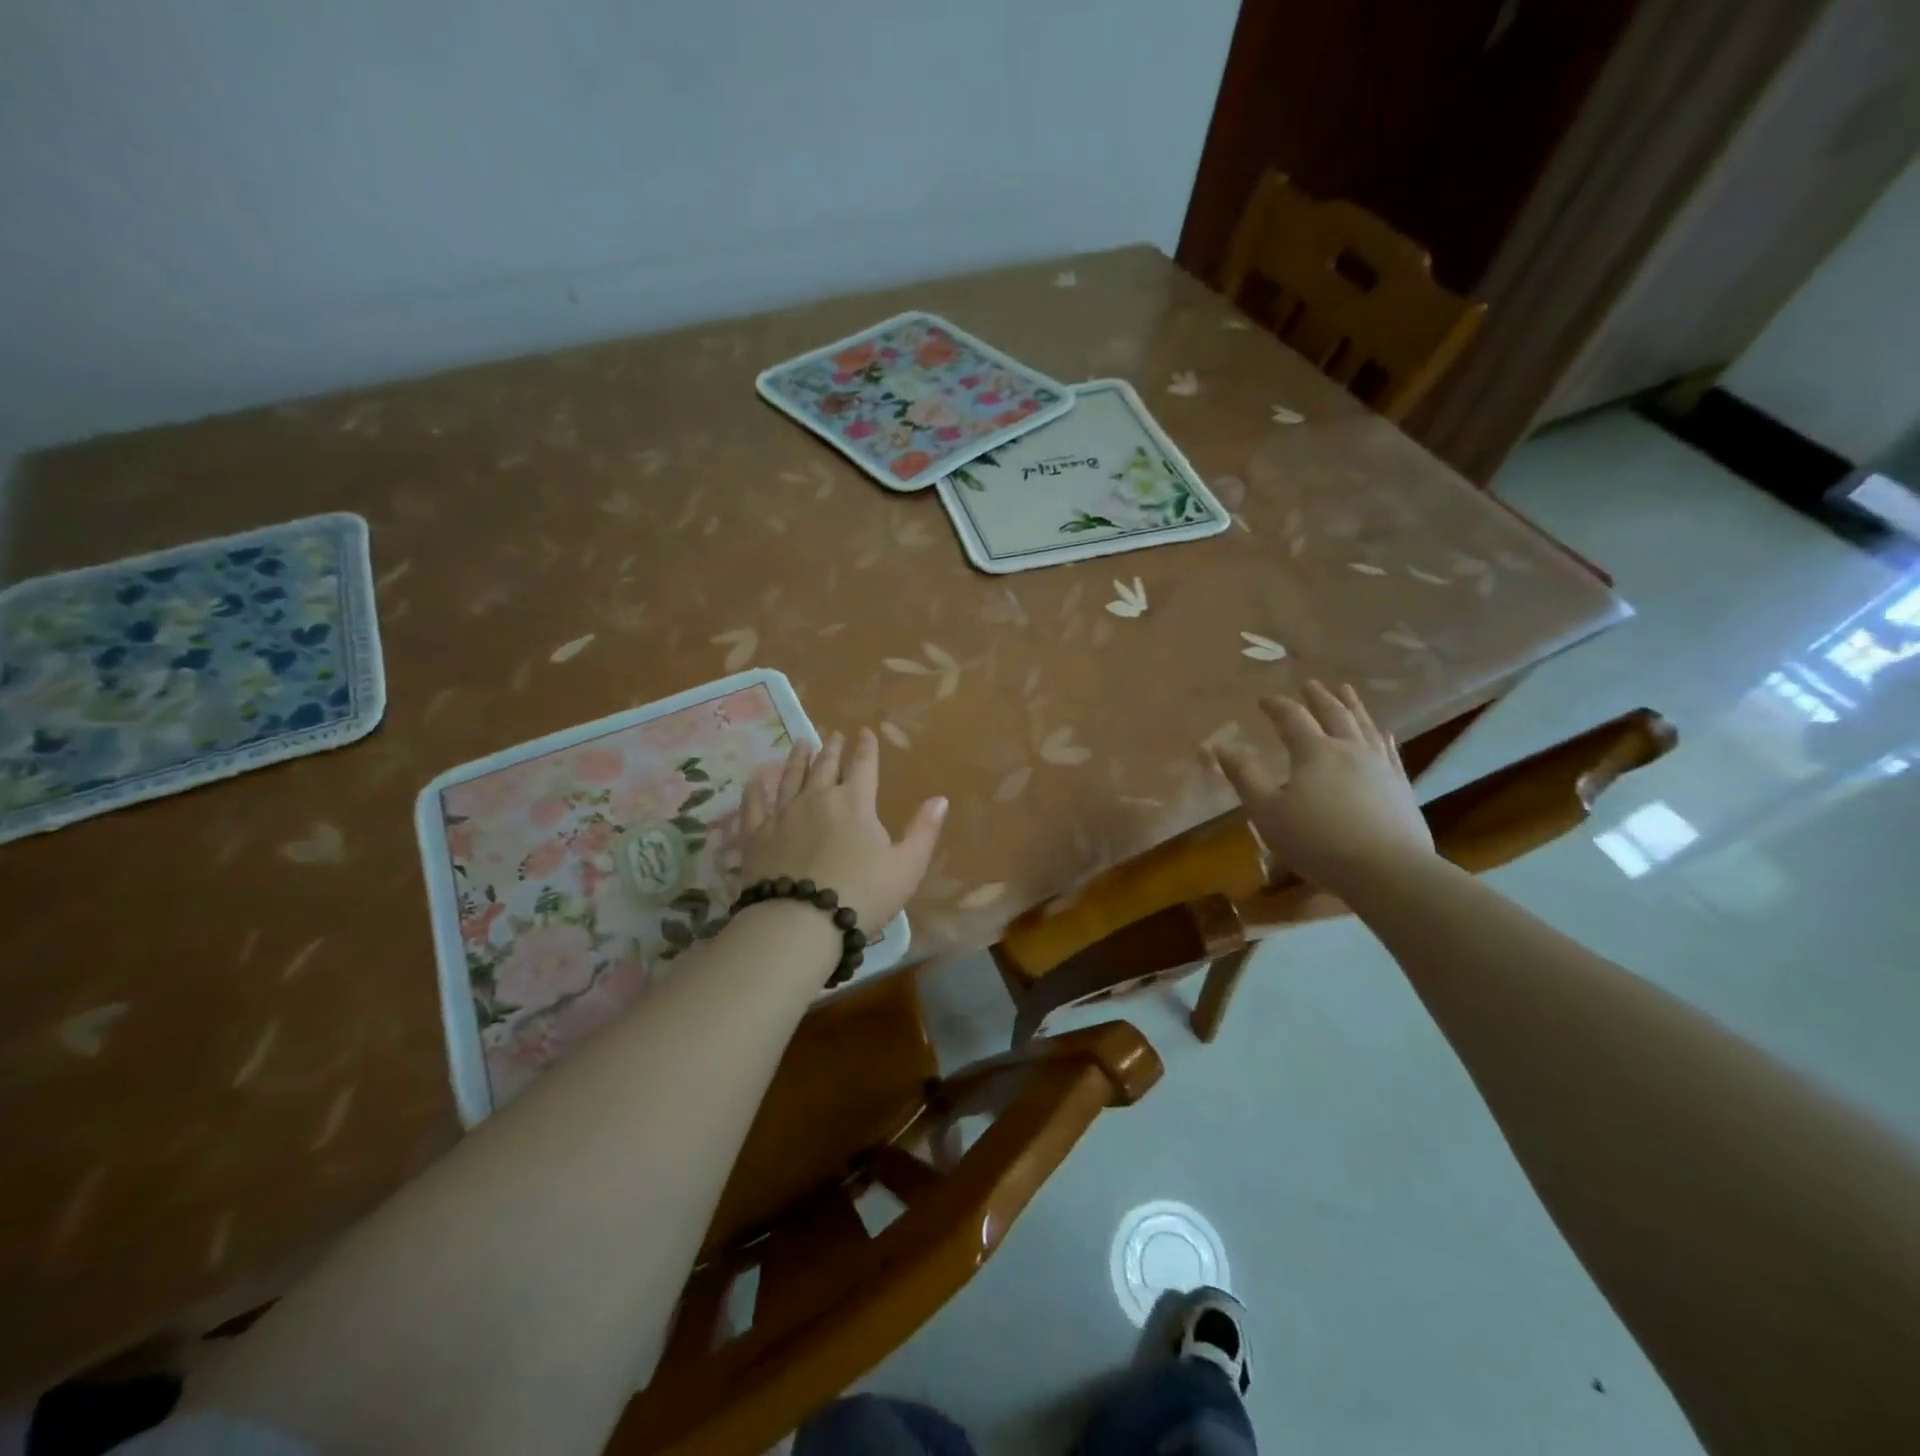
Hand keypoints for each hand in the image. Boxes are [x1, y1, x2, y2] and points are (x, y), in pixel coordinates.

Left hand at [738, 728, 947, 932]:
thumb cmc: (862, 895)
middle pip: (826, 766)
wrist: (800, 923)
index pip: (863, 765)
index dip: (866, 747)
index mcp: (855, 802)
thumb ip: (924, 831)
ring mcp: (783, 815)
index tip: (865, 732)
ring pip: (791, 778)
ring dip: (798, 759)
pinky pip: (754, 805)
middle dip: (832, 748)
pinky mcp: (756, 835)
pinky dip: (755, 790)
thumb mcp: (906, 867)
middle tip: (834, 735)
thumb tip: (940, 799)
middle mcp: (817, 798)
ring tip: (801, 743)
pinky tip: (755, 780)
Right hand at [1209, 681, 1434, 896]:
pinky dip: (1381, 736)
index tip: (1263, 699)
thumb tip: (1220, 745)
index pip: (1292, 718)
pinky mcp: (1400, 786)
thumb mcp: (1267, 812)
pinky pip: (1390, 750)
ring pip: (1364, 726)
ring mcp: (1380, 766)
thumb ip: (1244, 776)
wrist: (1388, 871)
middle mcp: (1349, 749)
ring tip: (1346, 691)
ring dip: (1352, 706)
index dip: (1276, 706)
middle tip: (1310, 683)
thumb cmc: (1318, 842)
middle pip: (1333, 713)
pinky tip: (1383, 733)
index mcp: (1314, 752)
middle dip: (1318, 697)